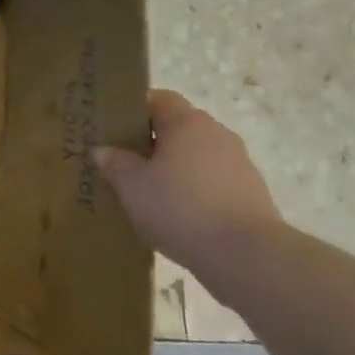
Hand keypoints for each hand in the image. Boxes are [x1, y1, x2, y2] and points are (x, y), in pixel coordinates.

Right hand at [93, 91, 282, 278]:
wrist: (245, 255)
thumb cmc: (180, 208)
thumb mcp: (132, 186)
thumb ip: (115, 163)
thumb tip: (103, 149)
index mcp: (187, 122)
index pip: (158, 99)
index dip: (134, 110)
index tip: (113, 130)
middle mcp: (216, 134)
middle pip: (177, 128)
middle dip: (151, 144)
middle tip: (123, 165)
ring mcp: (238, 164)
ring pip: (195, 157)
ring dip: (173, 170)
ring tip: (148, 196)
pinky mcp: (250, 194)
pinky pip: (211, 182)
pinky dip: (193, 192)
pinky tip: (177, 217)